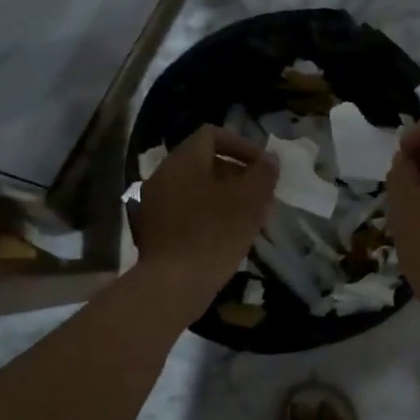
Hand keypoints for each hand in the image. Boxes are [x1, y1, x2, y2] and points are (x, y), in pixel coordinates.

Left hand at [131, 125, 276, 318]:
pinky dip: (202, 214)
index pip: (212, 134)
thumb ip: (263, 174)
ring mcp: (151, 203)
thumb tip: (269, 159)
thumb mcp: (250, 201)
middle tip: (256, 193)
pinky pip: (181, 210)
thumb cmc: (214, 235)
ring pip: (191, 187)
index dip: (241, 145)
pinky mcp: (150, 230)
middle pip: (201, 161)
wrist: (172, 285)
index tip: (261, 167)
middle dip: (232, 172)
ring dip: (218, 195)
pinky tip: (220, 235)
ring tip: (243, 216)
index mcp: (183, 161)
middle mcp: (161, 175)